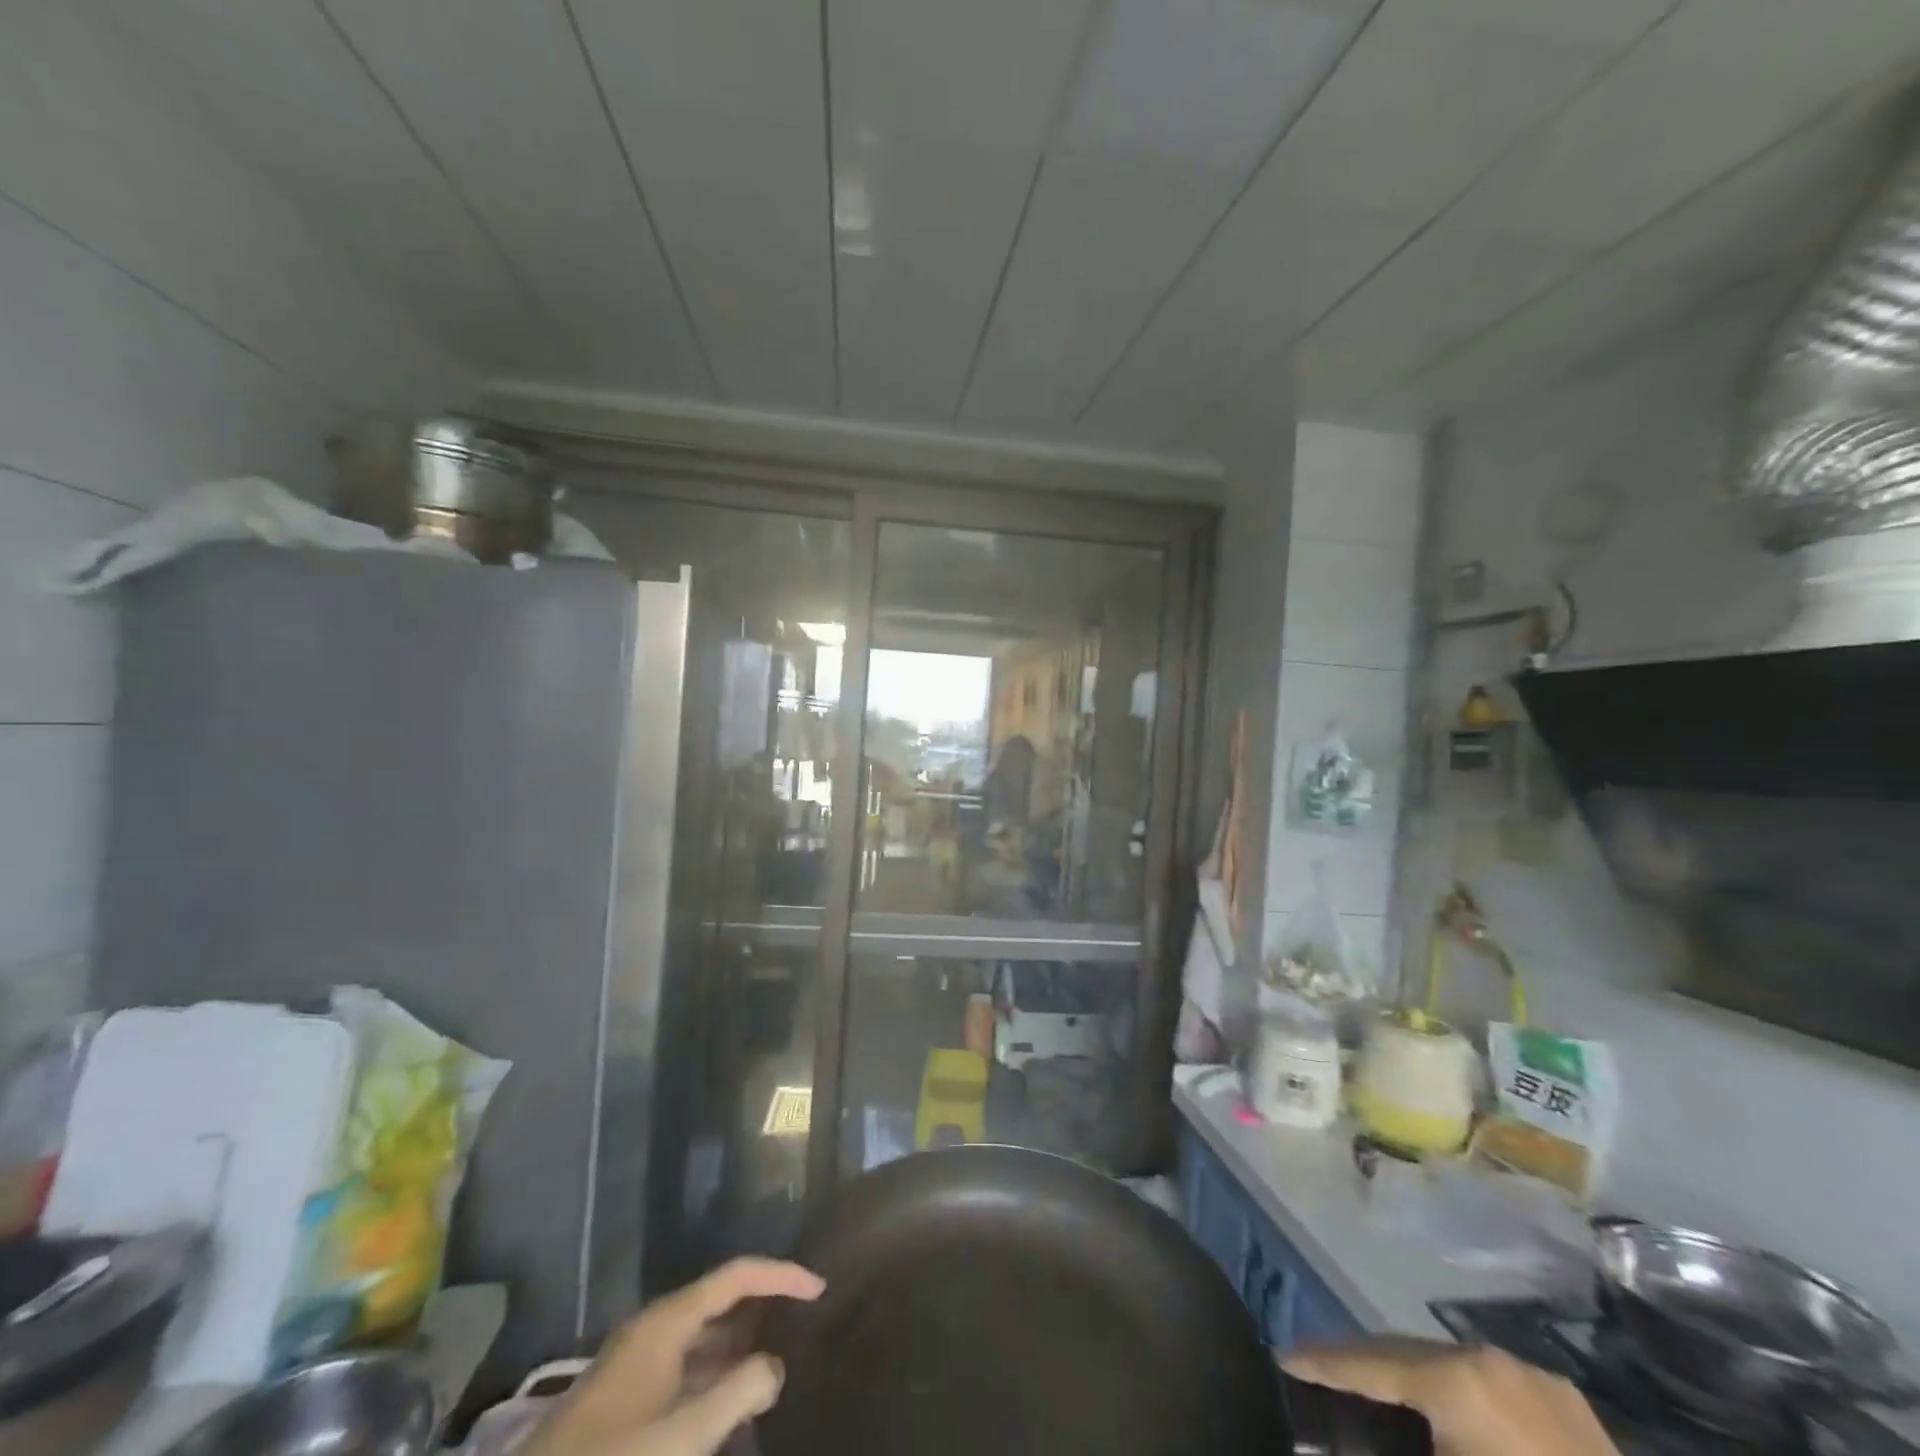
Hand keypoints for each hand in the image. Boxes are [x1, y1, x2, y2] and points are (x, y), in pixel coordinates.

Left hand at [524, 1258, 825, 1455]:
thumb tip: (775, 1366)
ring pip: (702, 1338)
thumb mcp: (681, 1438)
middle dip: (763, 1305)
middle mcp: (652, 1332)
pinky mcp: (627, 1404)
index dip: (780, 1275)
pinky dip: (717, 1376)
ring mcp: (636, 1368)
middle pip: (719, 1299)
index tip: (820, 1289)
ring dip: (741, 1343)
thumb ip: (737, 1394)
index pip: (735, 1276)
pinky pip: (686, 1371)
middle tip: (807, 1319)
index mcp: (665, 1323)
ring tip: (783, 1356)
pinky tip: (736, 1402)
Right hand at [1283, 1340, 1616, 1455]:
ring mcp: (1539, 1379)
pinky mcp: (1571, 1407)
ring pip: (1445, 1364)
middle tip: (1318, 1381)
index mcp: (1459, 1378)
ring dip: (1406, 1380)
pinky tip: (1442, 1422)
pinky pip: (1488, 1386)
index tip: (1280, 1363)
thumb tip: (1325, 1441)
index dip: (1319, 1364)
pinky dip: (1453, 1397)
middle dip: (1358, 1367)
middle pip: (1402, 1351)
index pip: (1367, 1361)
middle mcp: (1492, 1358)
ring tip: (1371, 1399)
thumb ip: (1382, 1445)